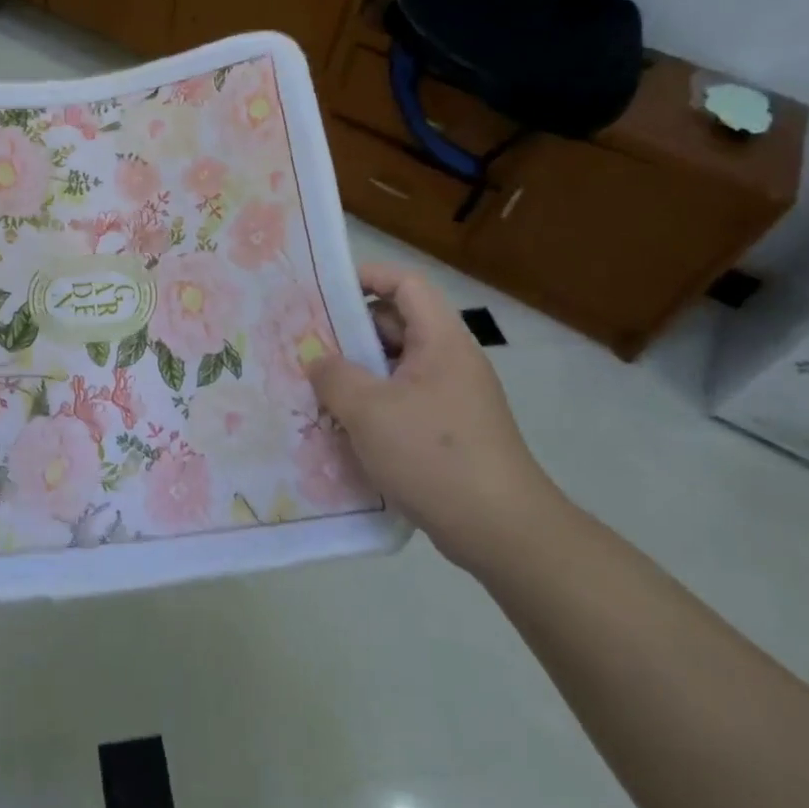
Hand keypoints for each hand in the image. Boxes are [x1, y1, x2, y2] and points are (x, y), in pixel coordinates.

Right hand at [308, 265, 567, 572]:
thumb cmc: (433, 455)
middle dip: (351, 330)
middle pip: (398, 324)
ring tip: (316, 386)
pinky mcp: (450, 431)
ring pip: (397, 367)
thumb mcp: (369, 410)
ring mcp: (453, 398)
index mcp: (441, 341)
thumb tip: (318, 361)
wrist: (501, 530)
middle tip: (307, 343)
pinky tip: (343, 426)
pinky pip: (404, 400)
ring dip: (358, 372)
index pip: (406, 284)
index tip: (324, 291)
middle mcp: (450, 361)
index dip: (367, 277)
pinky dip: (374, 404)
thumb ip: (334, 376)